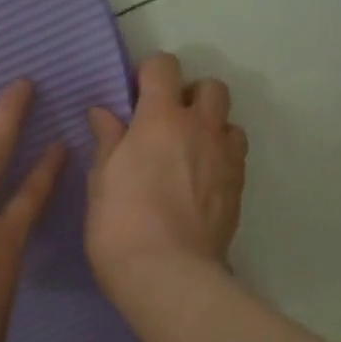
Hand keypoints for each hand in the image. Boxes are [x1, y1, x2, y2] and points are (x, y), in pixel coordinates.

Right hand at [85, 53, 247, 301]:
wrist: (169, 274)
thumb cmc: (120, 224)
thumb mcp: (101, 179)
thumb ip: (108, 140)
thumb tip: (104, 113)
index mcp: (161, 118)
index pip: (165, 66)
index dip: (150, 73)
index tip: (136, 96)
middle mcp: (201, 128)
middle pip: (211, 86)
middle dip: (190, 95)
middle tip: (167, 122)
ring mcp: (226, 157)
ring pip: (229, 120)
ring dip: (211, 126)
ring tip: (189, 152)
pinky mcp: (239, 187)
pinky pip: (236, 154)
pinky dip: (221, 155)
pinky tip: (201, 180)